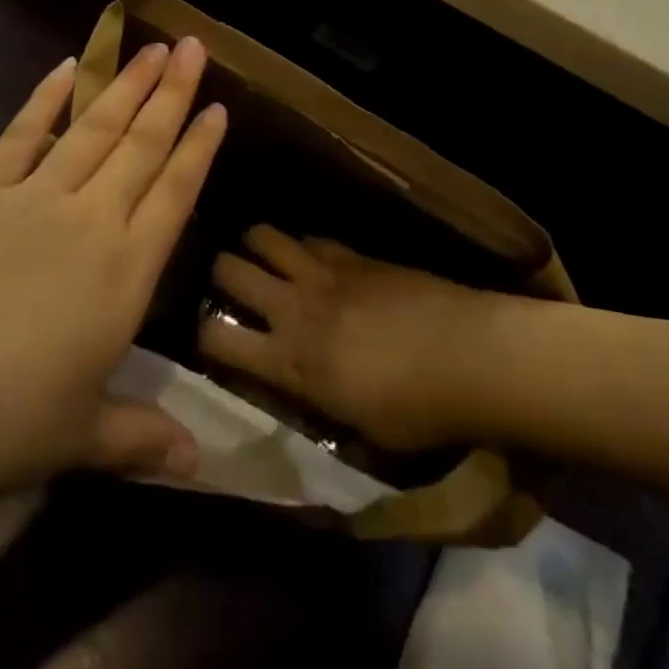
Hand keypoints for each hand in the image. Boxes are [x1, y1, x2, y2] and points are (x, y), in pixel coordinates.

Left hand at [0, 39, 226, 528]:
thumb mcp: (80, 438)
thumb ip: (141, 438)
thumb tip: (199, 465)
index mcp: (124, 272)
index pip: (176, 193)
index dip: (200, 147)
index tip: (219, 104)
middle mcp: (88, 220)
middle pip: (141, 143)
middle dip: (171, 91)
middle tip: (191, 43)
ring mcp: (31, 198)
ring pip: (92, 127)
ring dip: (123, 84)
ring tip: (148, 45)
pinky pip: (20, 134)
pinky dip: (44, 99)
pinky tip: (64, 67)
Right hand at [197, 227, 490, 452]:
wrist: (467, 355)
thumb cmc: (417, 411)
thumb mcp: (358, 432)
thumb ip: (318, 405)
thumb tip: (302, 393)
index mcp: (290, 362)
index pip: (216, 338)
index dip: (200, 334)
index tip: (204, 336)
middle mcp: (293, 308)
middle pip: (228, 270)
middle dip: (218, 274)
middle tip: (226, 285)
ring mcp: (322, 273)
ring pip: (262, 236)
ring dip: (253, 245)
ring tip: (258, 257)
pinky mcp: (352, 254)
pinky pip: (309, 238)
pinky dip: (300, 245)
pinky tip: (310, 258)